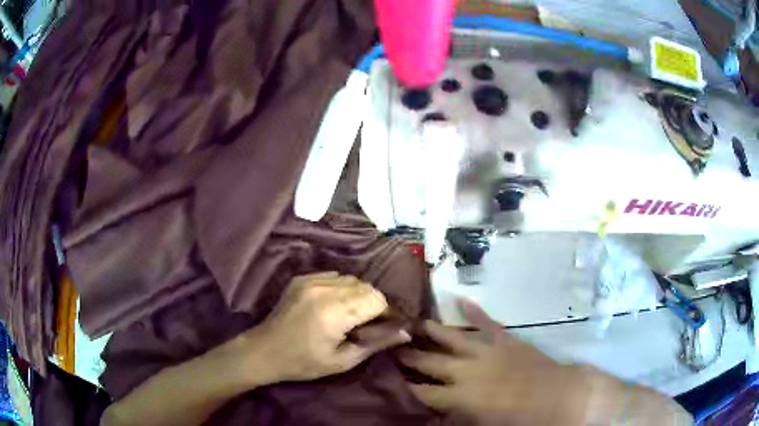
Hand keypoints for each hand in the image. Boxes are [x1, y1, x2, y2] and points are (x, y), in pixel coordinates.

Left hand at [237, 272, 410, 385]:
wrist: (265, 350)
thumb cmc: (304, 362)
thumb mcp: (343, 361)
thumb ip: (376, 344)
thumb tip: (405, 333)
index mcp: (335, 311)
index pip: (376, 299)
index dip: (385, 313)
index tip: (383, 327)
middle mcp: (324, 289)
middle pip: (366, 286)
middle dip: (373, 304)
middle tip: (367, 325)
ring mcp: (311, 280)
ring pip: (351, 279)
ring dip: (357, 294)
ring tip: (350, 315)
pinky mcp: (302, 278)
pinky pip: (334, 276)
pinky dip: (341, 288)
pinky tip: (334, 305)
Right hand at [397, 300, 583, 425]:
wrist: (558, 396)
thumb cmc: (520, 419)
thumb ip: (455, 418)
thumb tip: (436, 414)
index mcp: (460, 397)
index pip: (423, 392)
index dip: (405, 387)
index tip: (391, 379)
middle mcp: (466, 371)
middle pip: (431, 362)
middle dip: (411, 357)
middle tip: (393, 347)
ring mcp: (486, 351)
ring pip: (453, 337)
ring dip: (433, 331)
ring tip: (415, 323)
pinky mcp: (505, 339)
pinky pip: (486, 322)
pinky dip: (475, 310)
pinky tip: (461, 299)